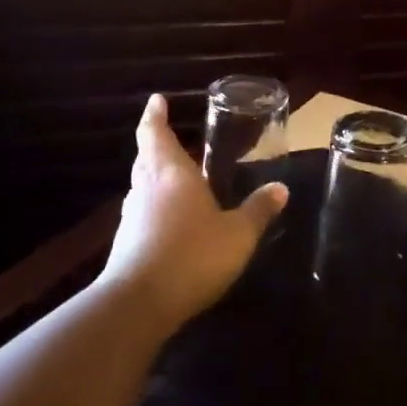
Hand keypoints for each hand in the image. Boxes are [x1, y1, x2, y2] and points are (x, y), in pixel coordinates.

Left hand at [97, 94, 287, 332]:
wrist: (137, 305)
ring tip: (173, 176)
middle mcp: (147, 189)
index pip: (157, 135)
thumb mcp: (238, 234)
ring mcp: (131, 218)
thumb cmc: (192, 256)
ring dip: (153, 176)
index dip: (155, 116)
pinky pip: (140, 214)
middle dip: (154, 144)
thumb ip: (258, 211)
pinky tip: (168, 220)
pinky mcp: (125, 245)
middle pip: (146, 158)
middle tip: (166, 134)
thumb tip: (281, 188)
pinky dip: (153, 207)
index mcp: (172, 175)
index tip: (156, 100)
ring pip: (141, 186)